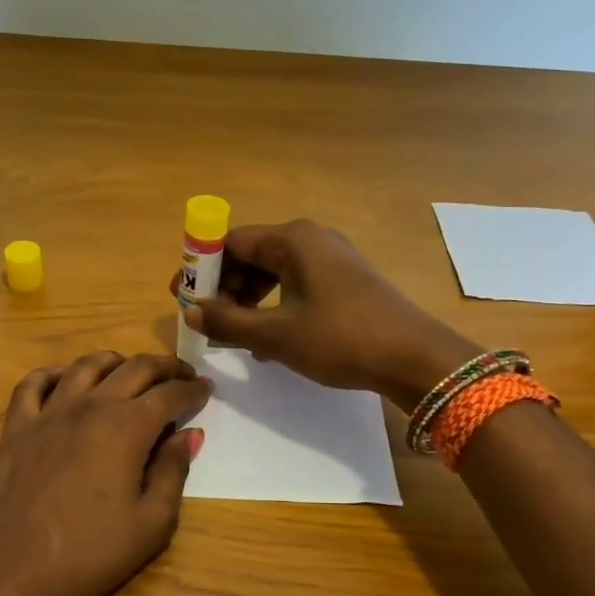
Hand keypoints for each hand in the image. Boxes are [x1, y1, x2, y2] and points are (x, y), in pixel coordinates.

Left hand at [0, 351, 210, 595]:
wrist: (11, 570)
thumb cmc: (89, 553)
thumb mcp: (151, 523)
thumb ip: (174, 471)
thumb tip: (189, 434)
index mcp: (127, 427)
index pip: (169, 394)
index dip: (192, 389)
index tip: (206, 389)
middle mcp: (90, 406)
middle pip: (134, 369)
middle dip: (164, 367)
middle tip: (181, 374)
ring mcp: (49, 412)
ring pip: (86, 366)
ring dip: (115, 361)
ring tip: (129, 369)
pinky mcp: (17, 427)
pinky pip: (34, 383)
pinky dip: (54, 373)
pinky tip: (66, 379)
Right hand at [176, 219, 477, 408]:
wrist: (413, 356)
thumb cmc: (340, 339)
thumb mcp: (276, 335)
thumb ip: (227, 322)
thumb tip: (191, 313)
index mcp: (293, 239)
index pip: (231, 242)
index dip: (201, 268)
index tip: (181, 297)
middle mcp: (311, 239)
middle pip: (251, 254)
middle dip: (224, 287)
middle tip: (206, 321)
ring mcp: (331, 258)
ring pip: (273, 272)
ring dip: (247, 300)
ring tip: (233, 334)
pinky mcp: (343, 280)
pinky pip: (294, 284)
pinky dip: (273, 305)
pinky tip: (266, 339)